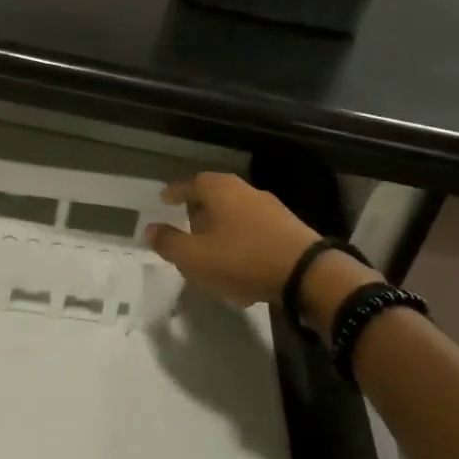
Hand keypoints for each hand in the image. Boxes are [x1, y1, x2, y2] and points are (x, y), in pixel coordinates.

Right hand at [145, 172, 333, 306]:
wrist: (307, 274)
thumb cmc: (242, 258)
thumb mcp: (195, 256)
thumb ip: (169, 243)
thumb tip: (150, 229)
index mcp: (220, 190)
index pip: (190, 183)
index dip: (174, 192)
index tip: (164, 200)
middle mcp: (245, 191)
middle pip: (214, 198)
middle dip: (198, 214)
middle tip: (186, 230)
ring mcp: (270, 209)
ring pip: (234, 217)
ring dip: (220, 233)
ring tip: (210, 256)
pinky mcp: (288, 230)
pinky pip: (253, 233)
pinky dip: (240, 246)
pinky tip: (238, 271)